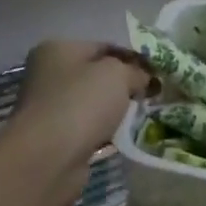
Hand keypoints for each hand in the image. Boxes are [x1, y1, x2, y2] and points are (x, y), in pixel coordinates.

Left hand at [4, 40, 152, 203]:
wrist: (48, 159)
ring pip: (93, 103)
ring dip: (115, 110)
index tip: (157, 71)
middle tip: (152, 94)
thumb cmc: (81, 103)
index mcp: (57, 49)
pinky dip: (104, 131)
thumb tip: (142, 78)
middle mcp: (48, 74)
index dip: (133, 57)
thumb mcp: (118, 74)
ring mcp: (49, 107)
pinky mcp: (54, 138)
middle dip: (125, 84)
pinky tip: (123, 136)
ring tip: (142, 115)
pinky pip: (88, 128)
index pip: (103, 46)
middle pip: (97, 75)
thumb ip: (135, 70)